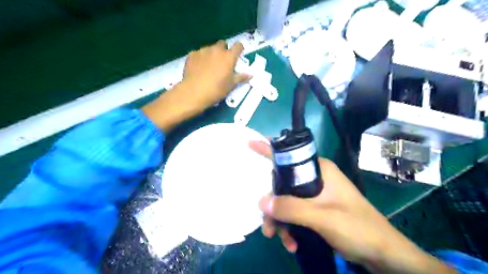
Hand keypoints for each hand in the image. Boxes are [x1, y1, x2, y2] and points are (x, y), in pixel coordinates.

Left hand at [140, 40, 247, 132]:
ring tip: (209, 67)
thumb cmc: (216, 90)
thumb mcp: (231, 85)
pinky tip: (199, 68)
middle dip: (224, 50)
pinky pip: (199, 53)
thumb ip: (241, 77)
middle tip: (223, 62)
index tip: (238, 54)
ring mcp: (203, 51)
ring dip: (212, 54)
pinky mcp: (192, 54)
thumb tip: (251, 74)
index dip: (239, 49)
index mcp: (229, 57)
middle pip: (223, 44)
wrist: (193, 92)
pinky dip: (201, 58)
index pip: (238, 46)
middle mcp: (217, 50)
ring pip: (210, 48)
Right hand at [250, 142, 455, 273]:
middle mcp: (316, 178)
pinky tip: (292, 243)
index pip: (290, 155)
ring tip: (282, 240)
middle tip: (268, 227)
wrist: (383, 254)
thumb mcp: (322, 217)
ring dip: (282, 221)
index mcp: (320, 170)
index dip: (268, 149)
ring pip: (288, 201)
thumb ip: (291, 208)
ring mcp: (316, 194)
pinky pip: (296, 212)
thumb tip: (262, 202)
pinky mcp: (317, 209)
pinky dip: (291, 227)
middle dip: (274, 205)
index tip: (250, 144)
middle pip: (284, 185)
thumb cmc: (357, 228)